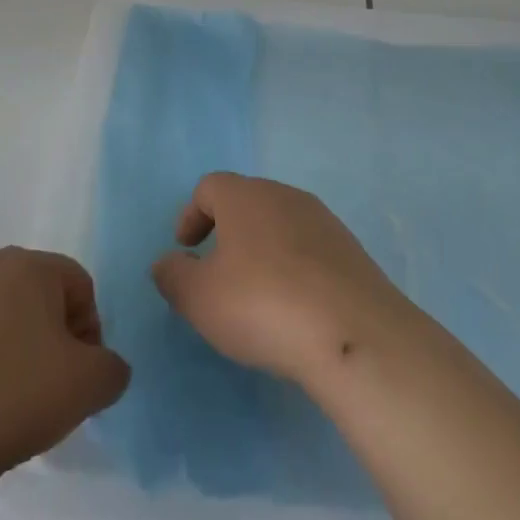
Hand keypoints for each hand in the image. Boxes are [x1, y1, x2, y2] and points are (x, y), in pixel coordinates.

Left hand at [0, 247, 130, 502]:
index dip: (89, 335)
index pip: (80, 287)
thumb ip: (110, 370)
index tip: (77, 382)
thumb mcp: (83, 388)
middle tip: (44, 397)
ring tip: (0, 412)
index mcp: (29, 266)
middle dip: (48, 346)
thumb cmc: (2, 397)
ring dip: (8, 359)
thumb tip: (103, 367)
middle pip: (36, 302)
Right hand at [151, 172, 412, 390]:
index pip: (209, 187)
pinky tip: (293, 306)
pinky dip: (293, 267)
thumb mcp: (199, 298)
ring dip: (261, 250)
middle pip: (247, 201)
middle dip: (227, 231)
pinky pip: (309, 249)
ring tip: (255, 294)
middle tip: (216, 273)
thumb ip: (173, 275)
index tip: (186, 250)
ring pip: (280, 224)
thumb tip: (167, 262)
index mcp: (245, 196)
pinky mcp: (351, 250)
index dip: (191, 215)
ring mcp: (323, 220)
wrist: (352, 333)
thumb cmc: (262, 304)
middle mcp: (285, 196)